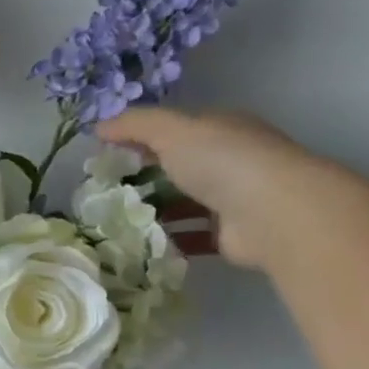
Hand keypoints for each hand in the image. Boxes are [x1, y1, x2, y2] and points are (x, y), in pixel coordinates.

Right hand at [93, 108, 333, 269]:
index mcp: (220, 129)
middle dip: (144, 177)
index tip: (104, 155)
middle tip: (105, 191)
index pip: (174, 130)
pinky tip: (141, 243)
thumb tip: (98, 127)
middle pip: (178, 167)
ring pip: (184, 202)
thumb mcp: (172, 130)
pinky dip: (168, 239)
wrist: (271, 213)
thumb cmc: (222, 160)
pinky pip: (191, 235)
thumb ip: (134, 124)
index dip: (139, 139)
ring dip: (154, 211)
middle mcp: (228, 161)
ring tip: (116, 220)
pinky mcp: (228, 234)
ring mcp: (231, 199)